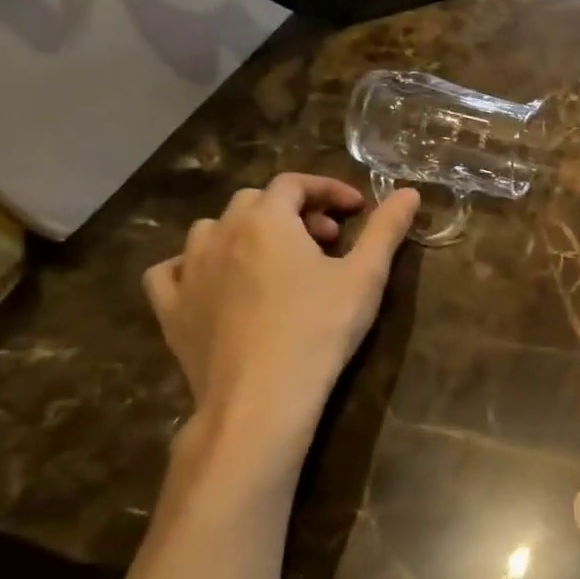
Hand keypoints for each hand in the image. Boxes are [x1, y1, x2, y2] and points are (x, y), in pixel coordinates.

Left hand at [143, 175, 419, 435]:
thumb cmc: (321, 327)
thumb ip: (387, 229)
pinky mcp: (170, 309)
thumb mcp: (366, 275)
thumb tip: (409, 192)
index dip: (327, 189)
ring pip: (211, 230)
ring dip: (247, 233)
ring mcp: (188, 272)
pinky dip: (195, 266)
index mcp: (267, 220)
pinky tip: (216, 282)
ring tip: (277, 262)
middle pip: (254, 202)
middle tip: (327, 241)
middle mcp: (221, 234)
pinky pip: (171, 271)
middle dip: (293, 212)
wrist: (263, 395)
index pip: (294, 183)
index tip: (357, 210)